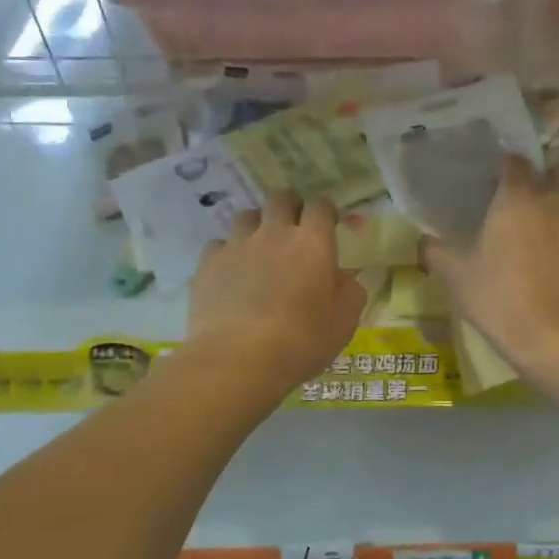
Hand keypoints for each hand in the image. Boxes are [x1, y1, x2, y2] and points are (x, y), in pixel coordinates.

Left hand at [188, 191, 366, 387]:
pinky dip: (228, 252)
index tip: (329, 224)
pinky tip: (231, 271)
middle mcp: (274, 233)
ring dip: (257, 226)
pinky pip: (219, 244)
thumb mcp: (344, 322)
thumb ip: (350, 291)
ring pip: (247, 216)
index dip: (326, 211)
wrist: (238, 359)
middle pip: (281, 199)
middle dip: (291, 207)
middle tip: (294, 228)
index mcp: (313, 243)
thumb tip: (344, 277)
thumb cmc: (301, 342)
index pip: (321, 207)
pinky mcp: (208, 263)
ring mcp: (237, 245)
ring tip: (259, 248)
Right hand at [422, 156, 558, 372]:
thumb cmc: (499, 299)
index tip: (501, 174)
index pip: (517, 162)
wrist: (554, 337)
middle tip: (539, 189)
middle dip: (552, 174)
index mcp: (517, 200)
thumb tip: (424, 238)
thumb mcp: (456, 277)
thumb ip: (437, 252)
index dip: (509, 164)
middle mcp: (555, 204)